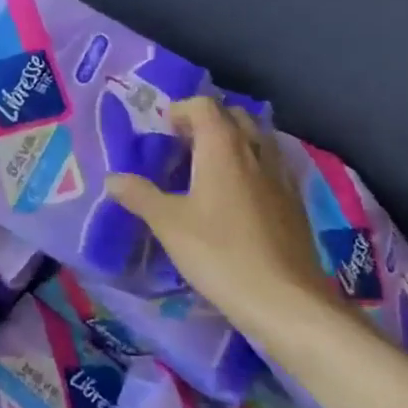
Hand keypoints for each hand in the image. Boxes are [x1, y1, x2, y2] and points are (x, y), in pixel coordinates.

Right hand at [105, 96, 333, 336]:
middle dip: (208, 122)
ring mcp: (281, 178)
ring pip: (257, 141)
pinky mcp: (294, 205)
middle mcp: (256, 153)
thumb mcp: (167, 224)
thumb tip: (113, 178)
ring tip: (206, 170)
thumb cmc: (220, 253)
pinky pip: (270, 168)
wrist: (286, 302)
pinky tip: (234, 200)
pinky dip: (250, 169)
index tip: (162, 132)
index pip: (204, 106)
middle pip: (235, 117)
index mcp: (223, 148)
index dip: (180, 111)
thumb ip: (139, 195)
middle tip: (182, 147)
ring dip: (233, 143)